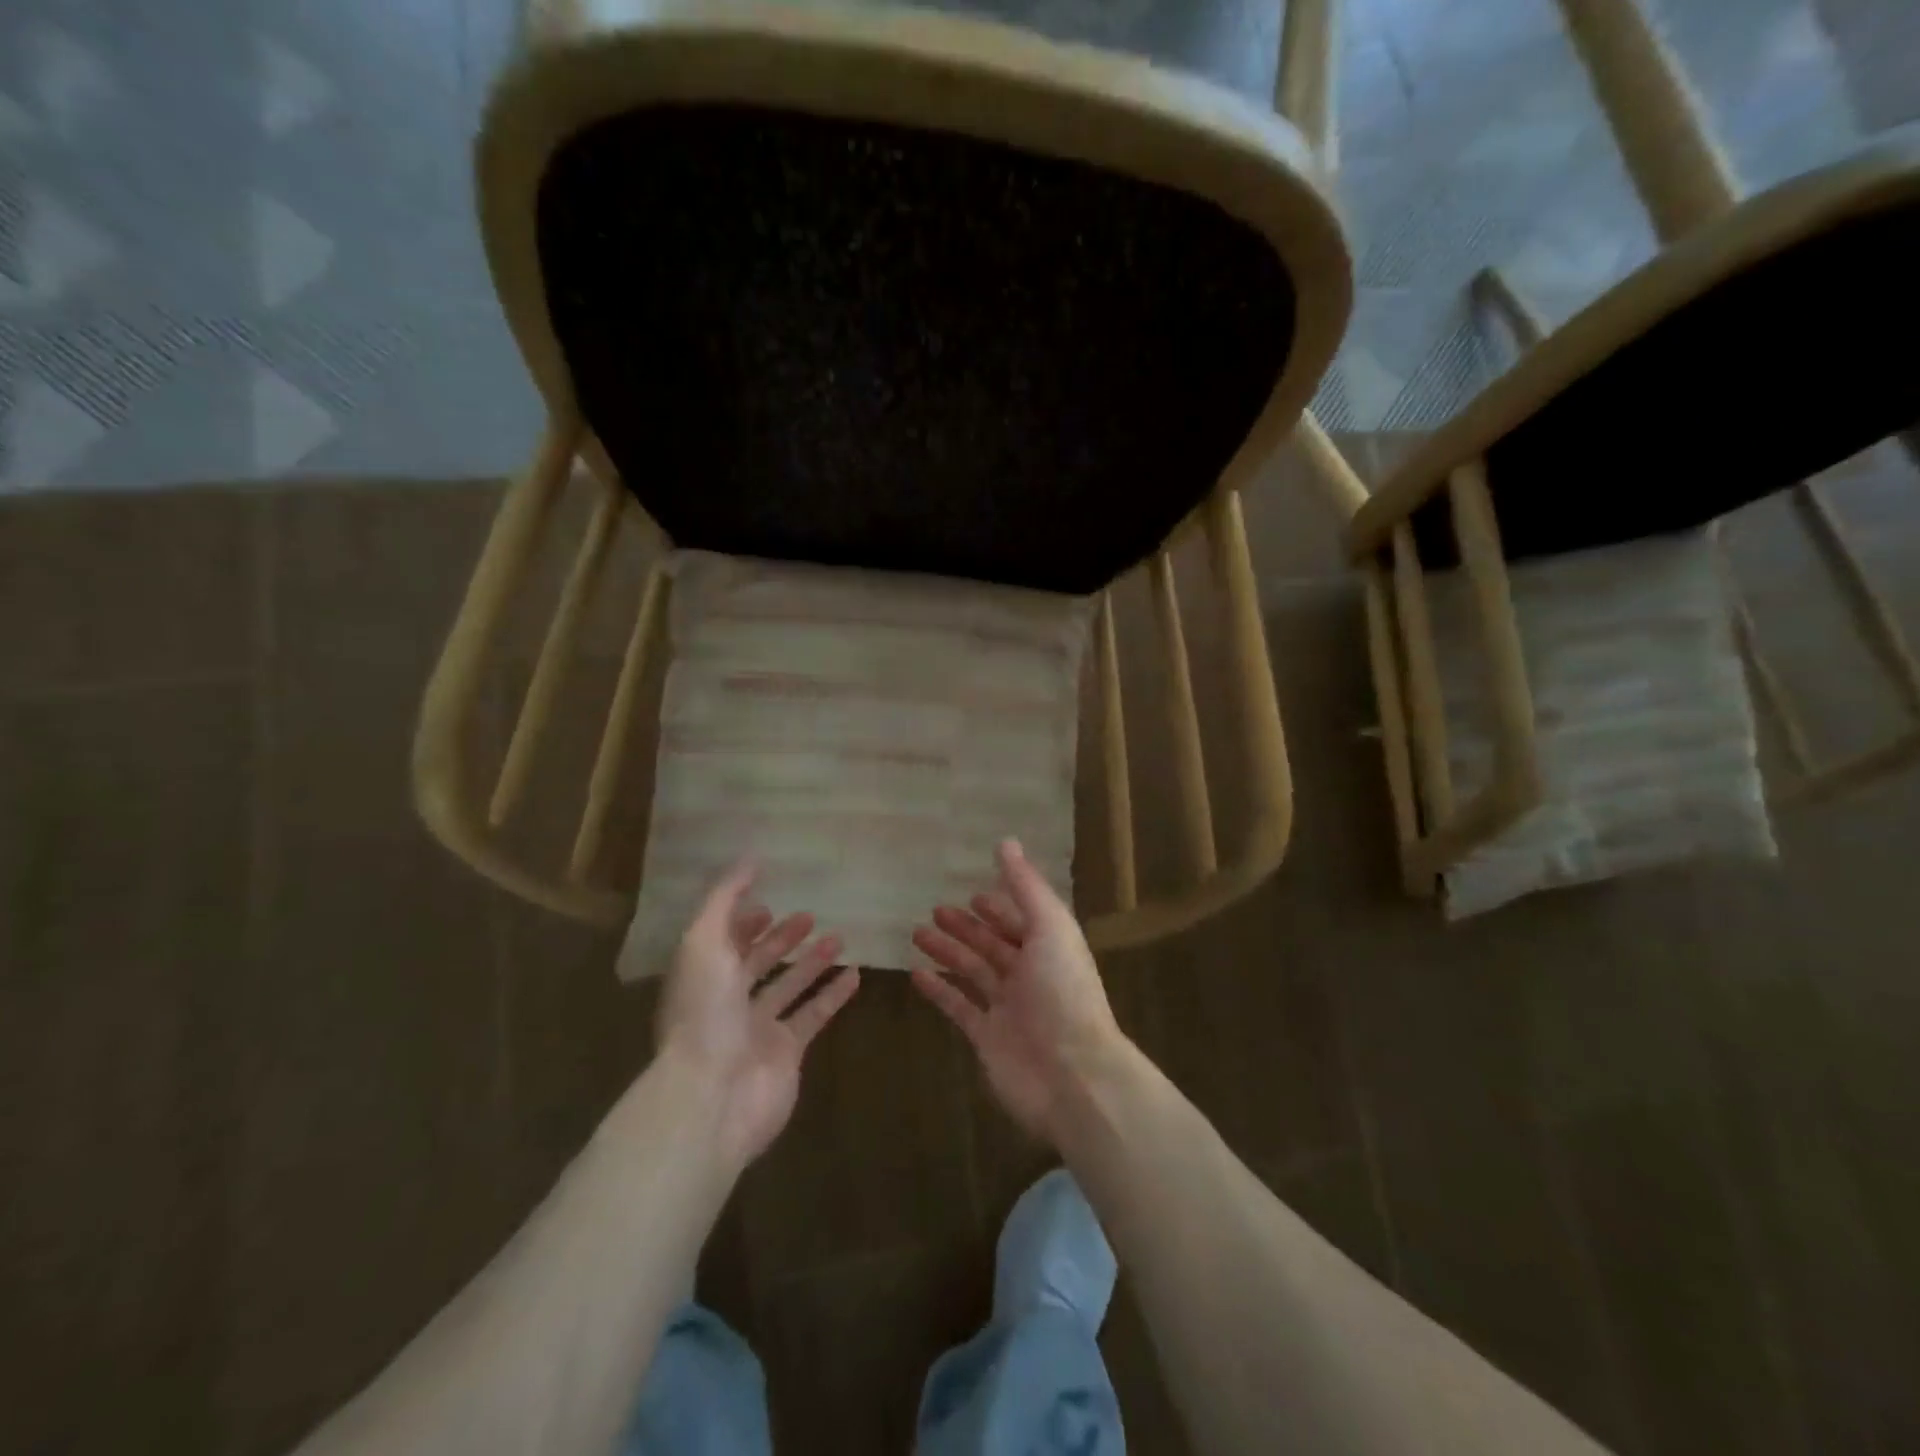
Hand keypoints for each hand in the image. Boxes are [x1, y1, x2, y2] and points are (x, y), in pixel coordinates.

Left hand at [656, 861, 861, 1168]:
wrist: (713, 1096)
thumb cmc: (704, 1012)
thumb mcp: (704, 942)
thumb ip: (724, 899)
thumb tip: (749, 859)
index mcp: (701, 977)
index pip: (723, 941)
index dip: (743, 922)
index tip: (768, 903)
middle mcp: (727, 1002)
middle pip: (757, 964)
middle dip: (780, 939)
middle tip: (809, 916)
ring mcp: (758, 1029)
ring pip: (790, 987)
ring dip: (812, 962)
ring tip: (839, 937)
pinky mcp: (787, 1052)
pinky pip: (814, 1015)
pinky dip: (834, 995)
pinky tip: (855, 974)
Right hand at [911, 840, 1127, 1145]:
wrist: (1072, 1075)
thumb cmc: (1063, 993)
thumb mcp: (1050, 927)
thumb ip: (1026, 887)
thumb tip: (1006, 842)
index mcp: (1049, 948)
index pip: (1020, 920)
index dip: (998, 906)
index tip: (972, 893)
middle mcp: (1030, 975)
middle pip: (993, 945)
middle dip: (967, 927)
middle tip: (935, 910)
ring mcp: (1008, 1008)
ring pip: (973, 972)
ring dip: (948, 952)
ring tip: (917, 933)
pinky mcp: (987, 1038)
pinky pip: (959, 1007)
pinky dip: (939, 990)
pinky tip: (917, 974)